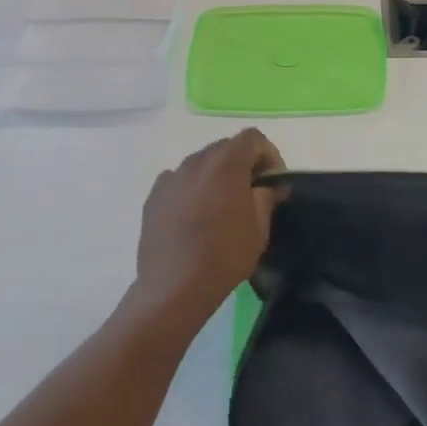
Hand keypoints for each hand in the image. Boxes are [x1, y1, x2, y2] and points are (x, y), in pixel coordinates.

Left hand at [134, 129, 284, 320]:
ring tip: (221, 207)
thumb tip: (271, 184)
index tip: (272, 182)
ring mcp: (171, 177)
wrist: (174, 288)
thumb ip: (267, 196)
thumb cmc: (225, 256)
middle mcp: (196, 160)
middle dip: (243, 164)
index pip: (252, 137)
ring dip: (216, 176)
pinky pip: (180, 181)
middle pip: (226, 147)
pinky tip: (195, 217)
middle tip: (251, 194)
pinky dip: (193, 189)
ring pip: (201, 163)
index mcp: (226, 163)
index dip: (268, 154)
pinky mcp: (154, 195)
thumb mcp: (259, 228)